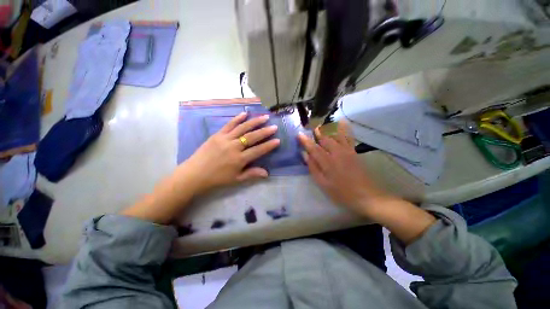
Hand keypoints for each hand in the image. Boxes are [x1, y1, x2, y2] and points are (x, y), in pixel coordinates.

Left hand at [181, 112, 279, 193]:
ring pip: (242, 128)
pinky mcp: (217, 135)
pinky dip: (237, 118)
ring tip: (264, 117)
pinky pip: (229, 125)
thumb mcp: (236, 179)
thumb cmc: (217, 178)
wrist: (195, 174)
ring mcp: (225, 139)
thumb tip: (267, 173)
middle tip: (274, 126)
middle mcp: (234, 147)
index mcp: (239, 159)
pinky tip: (245, 114)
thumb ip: (251, 174)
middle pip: (252, 137)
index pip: (258, 150)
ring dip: (254, 122)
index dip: (268, 146)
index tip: (277, 140)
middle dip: (264, 131)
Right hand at [298, 122, 388, 216]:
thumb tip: (305, 154)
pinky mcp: (353, 151)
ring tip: (320, 123)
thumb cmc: (341, 192)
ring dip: (327, 128)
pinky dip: (344, 128)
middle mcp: (336, 153)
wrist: (366, 195)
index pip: (313, 148)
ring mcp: (346, 151)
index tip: (299, 134)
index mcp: (327, 162)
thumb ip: (313, 168)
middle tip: (309, 126)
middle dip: (316, 132)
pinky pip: (348, 137)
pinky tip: (342, 121)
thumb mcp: (323, 184)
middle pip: (324, 139)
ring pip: (335, 135)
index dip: (305, 141)